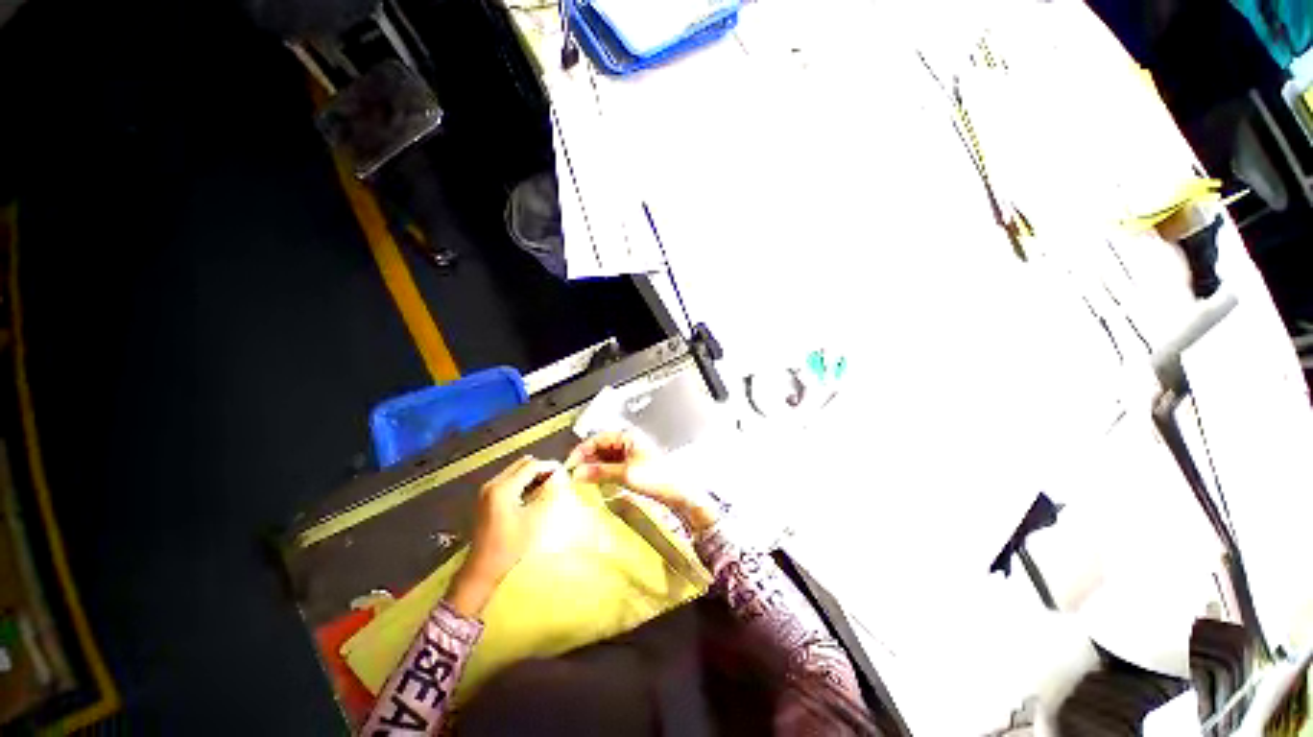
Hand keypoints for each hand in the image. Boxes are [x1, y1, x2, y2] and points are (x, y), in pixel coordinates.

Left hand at [445, 456, 564, 617]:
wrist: (482, 569)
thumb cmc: (509, 546)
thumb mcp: (533, 519)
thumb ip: (547, 493)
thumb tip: (559, 477)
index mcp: (503, 488)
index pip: (531, 466)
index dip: (549, 466)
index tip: (564, 472)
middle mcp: (493, 484)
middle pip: (522, 464)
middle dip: (540, 468)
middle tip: (557, 478)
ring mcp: (488, 491)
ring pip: (515, 471)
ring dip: (532, 475)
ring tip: (548, 486)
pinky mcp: (487, 498)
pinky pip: (509, 480)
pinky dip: (523, 482)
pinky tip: (534, 494)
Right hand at [566, 431, 718, 533]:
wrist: (679, 492)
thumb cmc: (659, 478)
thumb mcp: (625, 474)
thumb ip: (600, 472)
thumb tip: (578, 472)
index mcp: (628, 435)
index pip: (597, 438)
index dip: (582, 451)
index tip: (571, 465)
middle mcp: (629, 441)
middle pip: (600, 446)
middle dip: (587, 459)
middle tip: (575, 474)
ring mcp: (631, 452)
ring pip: (605, 456)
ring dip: (594, 467)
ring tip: (583, 479)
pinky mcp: (633, 464)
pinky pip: (612, 465)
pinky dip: (603, 472)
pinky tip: (597, 481)